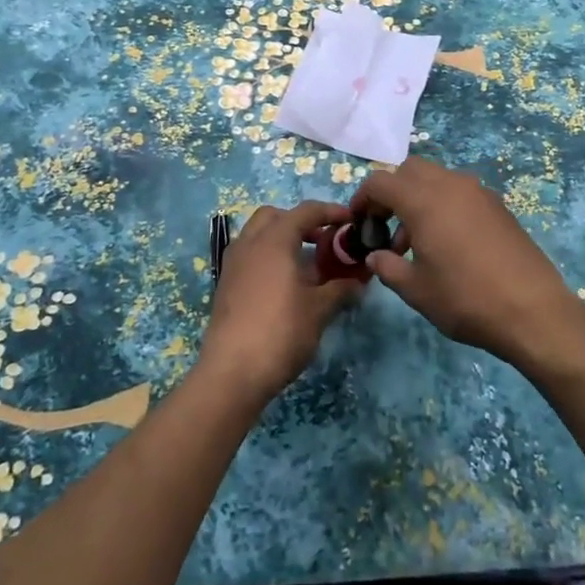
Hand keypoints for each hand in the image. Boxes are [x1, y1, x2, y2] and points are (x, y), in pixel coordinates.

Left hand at [198, 199, 362, 404]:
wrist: (231, 374)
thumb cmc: (281, 332)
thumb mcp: (319, 310)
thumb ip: (340, 289)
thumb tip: (359, 281)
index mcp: (274, 239)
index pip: (305, 211)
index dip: (330, 211)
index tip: (350, 220)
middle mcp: (250, 243)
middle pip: (275, 216)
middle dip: (300, 222)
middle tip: (323, 241)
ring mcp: (233, 264)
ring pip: (258, 235)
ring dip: (282, 239)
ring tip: (306, 264)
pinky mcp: (225, 285)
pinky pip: (249, 256)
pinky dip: (268, 258)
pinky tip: (285, 284)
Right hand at [351, 158, 584, 369]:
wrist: (533, 310)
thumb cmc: (466, 299)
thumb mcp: (417, 291)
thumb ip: (388, 268)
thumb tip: (375, 256)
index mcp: (424, 200)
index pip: (381, 181)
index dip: (363, 198)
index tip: (358, 223)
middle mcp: (450, 185)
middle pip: (409, 171)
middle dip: (391, 193)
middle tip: (385, 227)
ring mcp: (478, 191)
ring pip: (436, 179)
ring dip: (417, 199)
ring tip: (414, 243)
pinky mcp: (497, 204)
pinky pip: (459, 191)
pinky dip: (442, 204)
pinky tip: (447, 244)